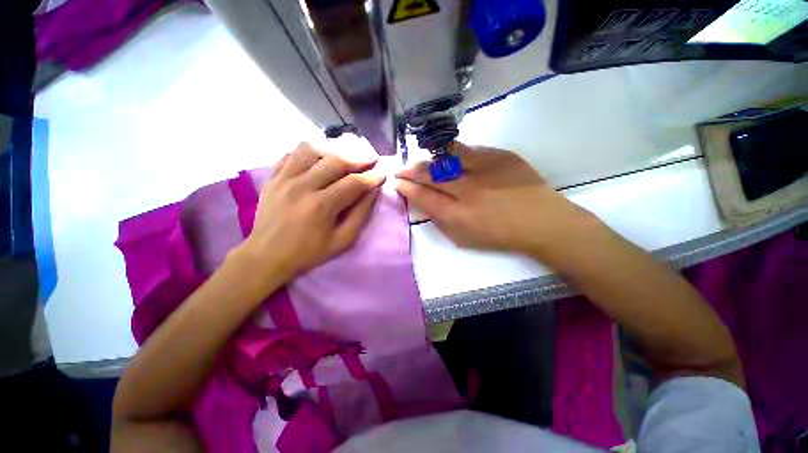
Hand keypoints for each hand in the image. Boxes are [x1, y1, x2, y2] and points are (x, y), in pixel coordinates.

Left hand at [236, 143, 383, 282]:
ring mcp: (284, 179)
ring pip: (311, 149)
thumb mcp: (342, 241)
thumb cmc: (308, 252)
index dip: (372, 177)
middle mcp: (302, 186)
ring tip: (344, 157)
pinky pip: (291, 154)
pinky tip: (318, 160)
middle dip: (358, 157)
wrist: (267, 256)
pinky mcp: (272, 177)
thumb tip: (372, 191)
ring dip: (333, 151)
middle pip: (335, 160)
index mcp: (321, 206)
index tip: (383, 173)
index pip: (353, 182)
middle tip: (371, 158)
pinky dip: (308, 153)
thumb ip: (361, 215)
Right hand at [396, 142, 598, 256]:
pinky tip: (448, 157)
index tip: (396, 183)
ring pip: (447, 156)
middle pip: (431, 174)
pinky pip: (469, 150)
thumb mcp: (464, 238)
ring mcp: (485, 169)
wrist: (542, 222)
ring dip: (429, 158)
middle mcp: (468, 189)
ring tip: (421, 160)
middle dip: (410, 170)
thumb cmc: (500, 236)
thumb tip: (424, 203)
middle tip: (400, 168)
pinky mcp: (500, 156)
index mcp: (459, 215)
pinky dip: (454, 153)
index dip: (406, 188)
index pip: (423, 196)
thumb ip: (441, 220)